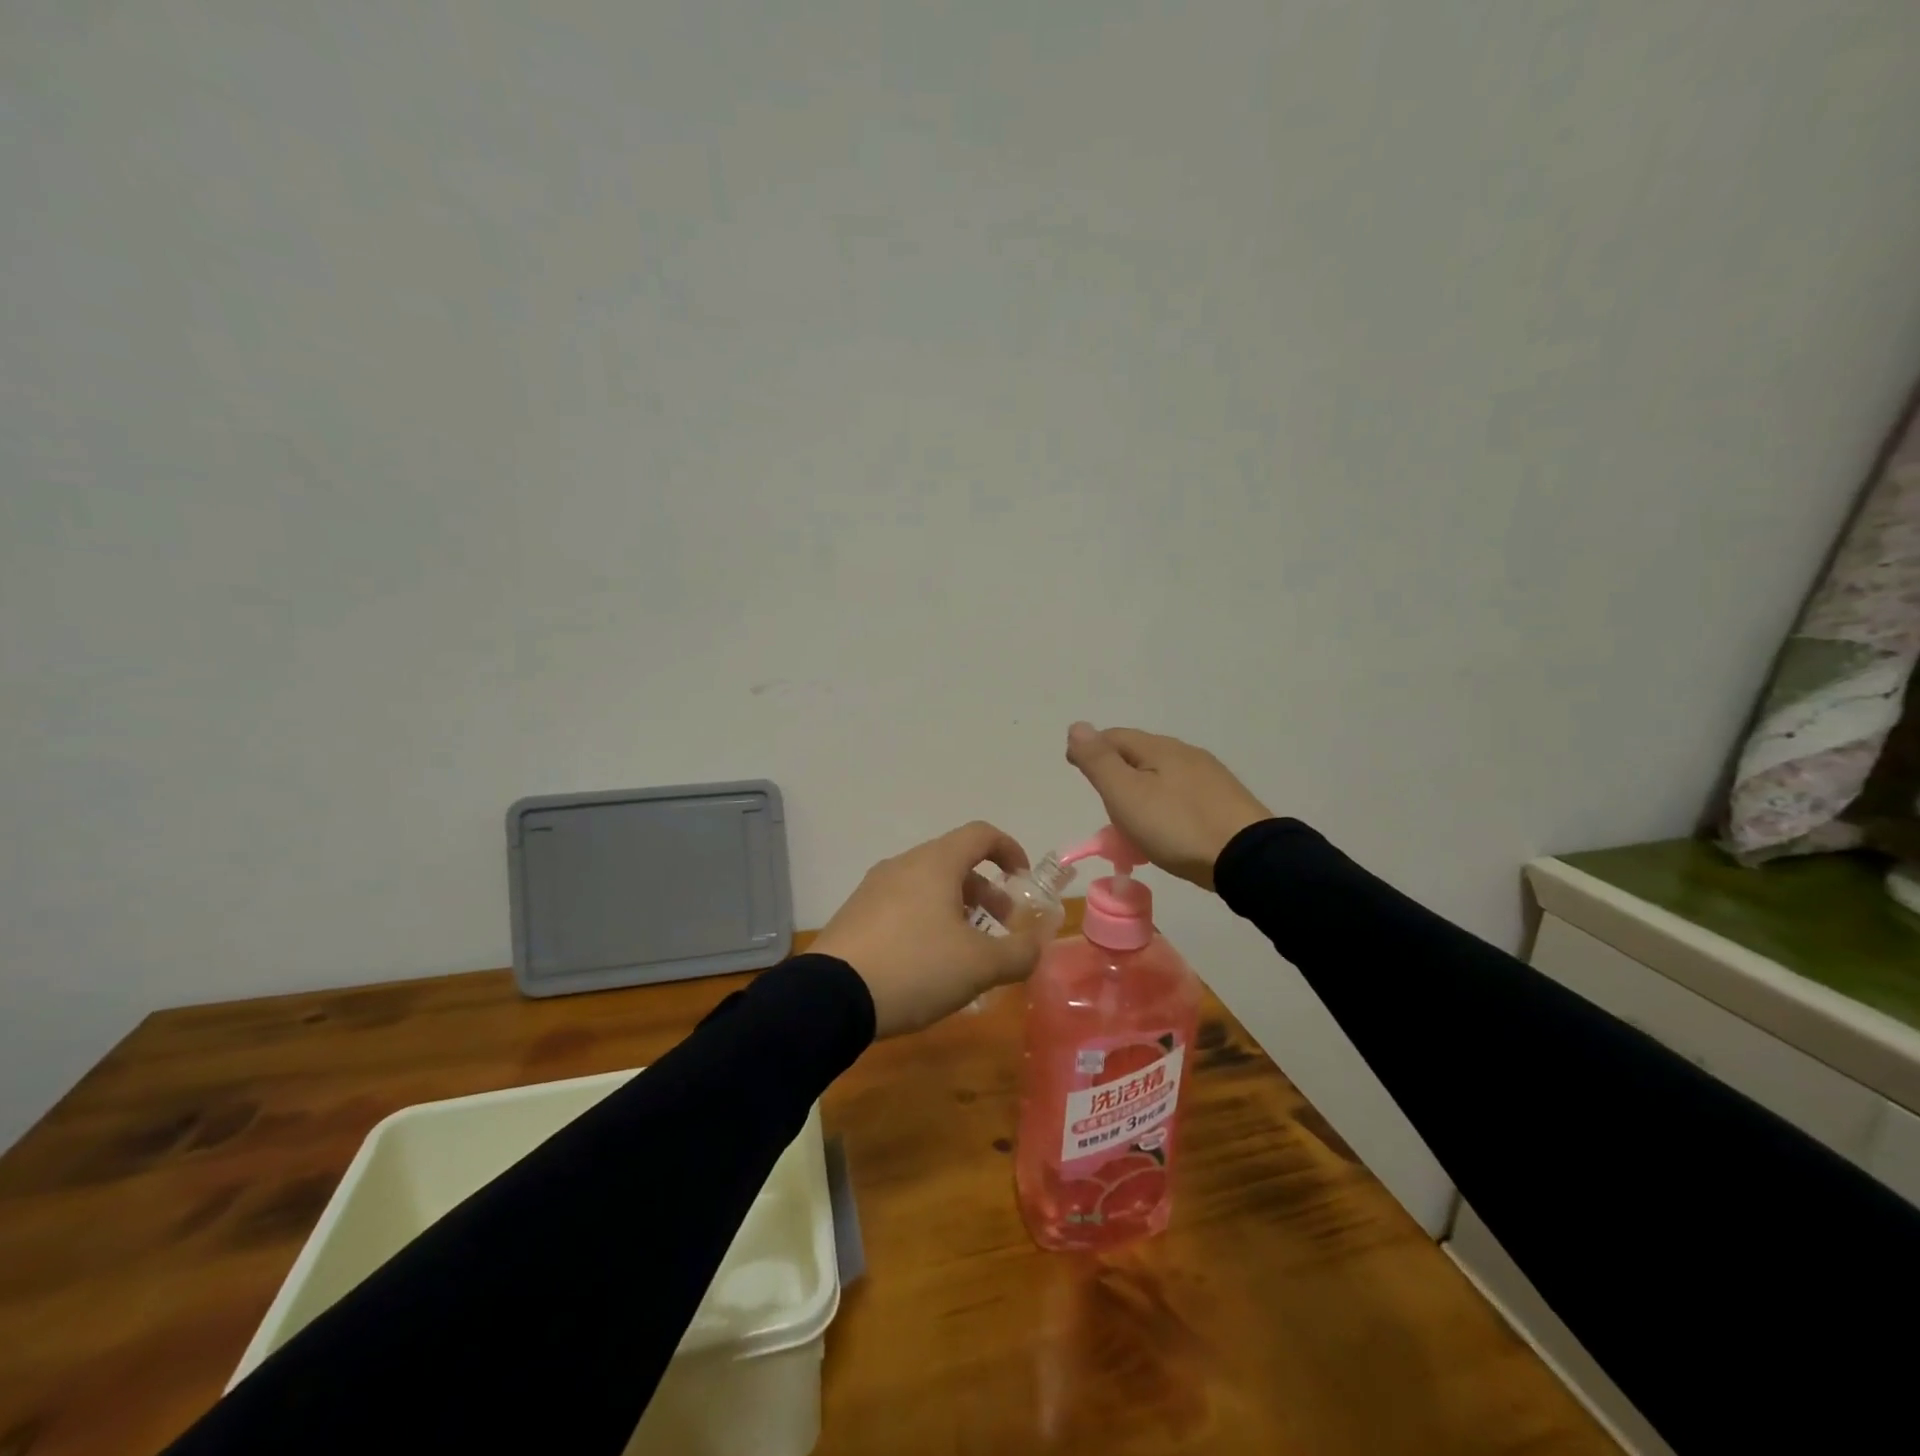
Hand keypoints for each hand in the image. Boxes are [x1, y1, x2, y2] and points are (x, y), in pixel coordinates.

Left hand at [812, 821, 1046, 1037]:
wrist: (831, 996)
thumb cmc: (916, 967)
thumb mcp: (980, 966)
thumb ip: (1019, 952)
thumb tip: (1036, 945)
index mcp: (935, 863)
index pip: (981, 834)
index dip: (1009, 850)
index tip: (1023, 880)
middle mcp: (903, 864)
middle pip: (955, 862)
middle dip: (986, 891)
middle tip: (1002, 926)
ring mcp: (874, 887)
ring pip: (928, 885)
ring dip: (957, 908)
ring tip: (968, 950)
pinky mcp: (856, 913)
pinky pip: (903, 905)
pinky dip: (927, 920)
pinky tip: (928, 963)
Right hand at [1065, 723, 1270, 890]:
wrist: (1247, 858)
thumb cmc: (1176, 826)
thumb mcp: (1126, 795)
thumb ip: (1099, 761)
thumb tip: (1076, 726)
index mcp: (1158, 748)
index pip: (1113, 737)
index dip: (1090, 749)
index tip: (1075, 768)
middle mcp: (1185, 753)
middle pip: (1139, 754)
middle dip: (1116, 771)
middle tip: (1102, 800)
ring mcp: (1209, 776)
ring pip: (1162, 774)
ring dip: (1141, 788)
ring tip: (1132, 818)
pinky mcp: (1225, 800)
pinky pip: (1182, 794)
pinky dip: (1164, 803)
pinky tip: (1167, 825)